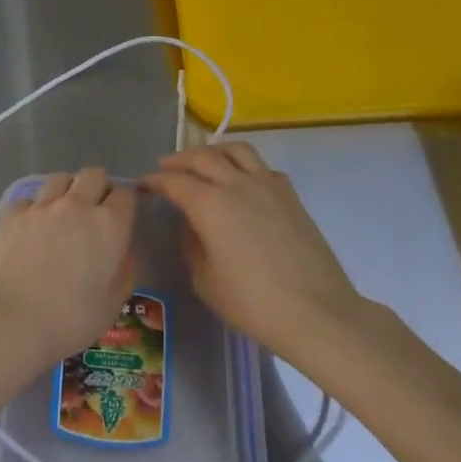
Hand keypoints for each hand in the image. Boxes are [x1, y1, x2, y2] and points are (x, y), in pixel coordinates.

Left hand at [0, 167, 136, 366]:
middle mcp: (77, 205)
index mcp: (109, 226)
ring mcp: (42, 206)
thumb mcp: (111, 306)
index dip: (126, 200)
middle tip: (94, 208)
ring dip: (67, 189)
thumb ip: (123, 274)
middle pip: (93, 175)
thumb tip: (122, 255)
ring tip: (63, 210)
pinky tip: (31, 225)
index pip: (126, 193)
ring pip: (60, 179)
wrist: (8, 321)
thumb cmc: (68, 320)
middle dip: (98, 186)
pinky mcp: (12, 214)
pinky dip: (35, 207)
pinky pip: (29, 199)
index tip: (122, 214)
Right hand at [144, 143, 359, 358]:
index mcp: (209, 204)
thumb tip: (193, 226)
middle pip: (203, 157)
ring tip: (204, 162)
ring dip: (214, 151)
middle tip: (166, 167)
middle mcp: (237, 183)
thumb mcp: (206, 281)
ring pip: (236, 150)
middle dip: (180, 159)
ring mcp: (268, 185)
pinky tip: (242, 181)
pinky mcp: (290, 195)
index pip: (174, 181)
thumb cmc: (253, 303)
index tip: (144, 184)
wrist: (316, 312)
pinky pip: (262, 166)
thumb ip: (192, 245)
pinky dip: (244, 165)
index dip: (155, 180)